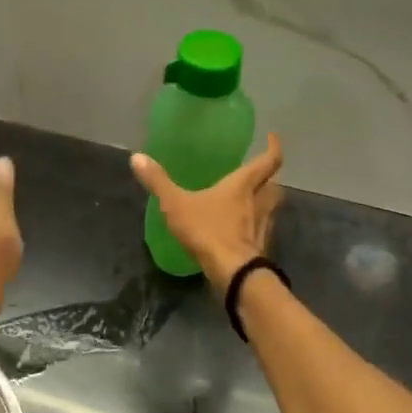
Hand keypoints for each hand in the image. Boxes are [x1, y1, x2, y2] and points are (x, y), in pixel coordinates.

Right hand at [130, 135, 283, 290]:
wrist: (234, 274)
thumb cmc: (209, 231)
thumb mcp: (176, 204)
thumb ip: (158, 182)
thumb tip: (136, 157)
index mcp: (243, 186)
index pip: (268, 161)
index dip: (273, 148)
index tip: (272, 138)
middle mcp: (259, 203)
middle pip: (274, 185)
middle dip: (270, 177)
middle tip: (260, 173)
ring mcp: (263, 227)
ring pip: (272, 208)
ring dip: (266, 201)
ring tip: (252, 200)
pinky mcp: (261, 248)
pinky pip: (263, 230)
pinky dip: (257, 226)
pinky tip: (242, 230)